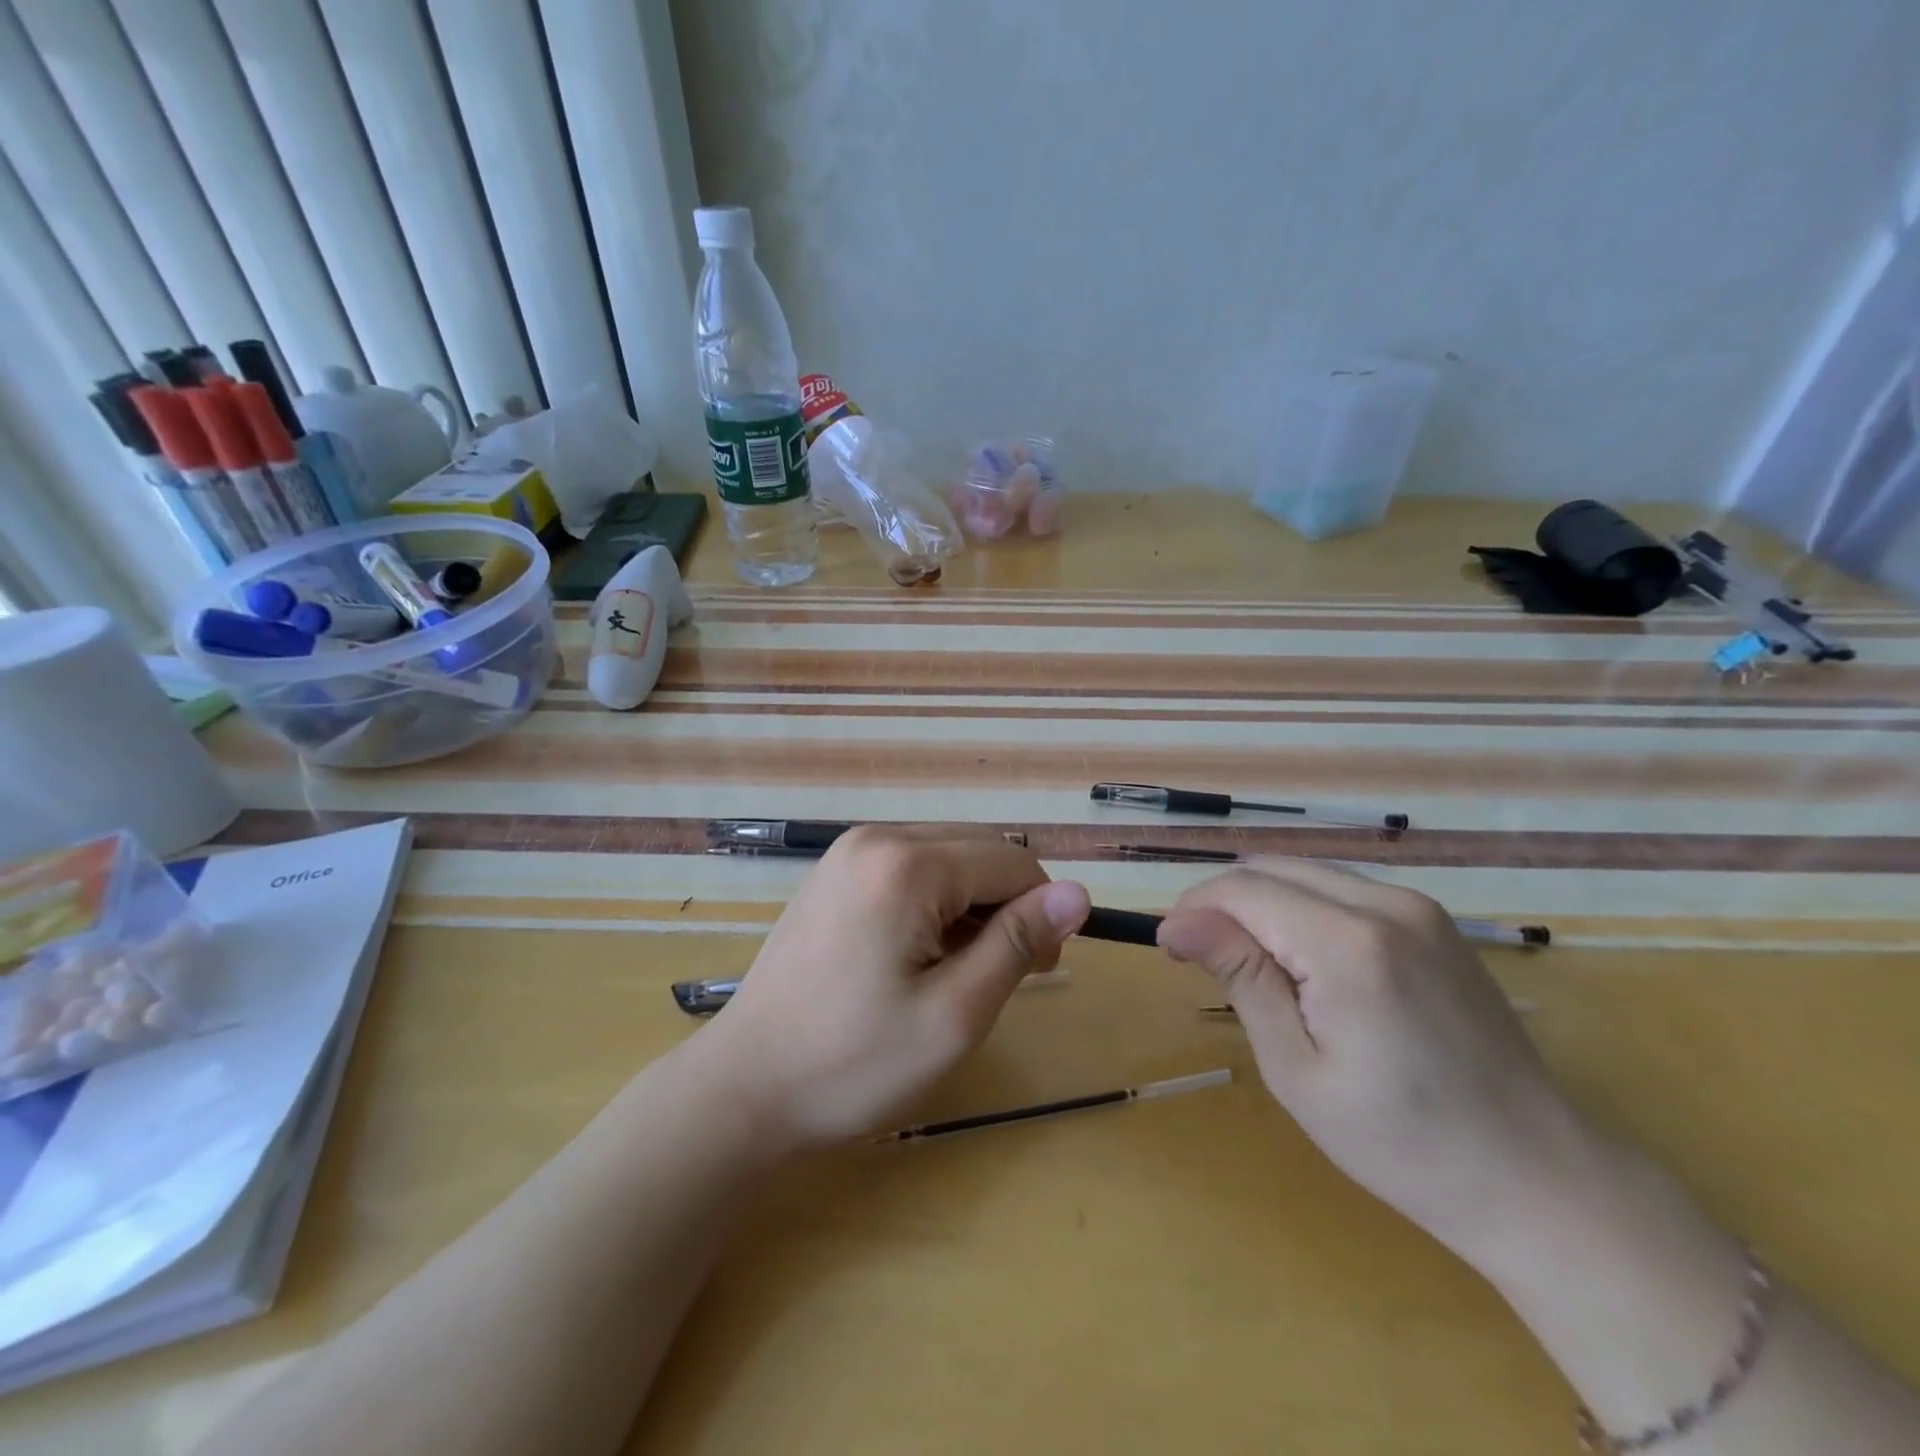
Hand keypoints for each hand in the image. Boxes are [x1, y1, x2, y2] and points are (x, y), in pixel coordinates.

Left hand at [695, 826, 1090, 1151]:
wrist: (744, 1086)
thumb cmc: (853, 1062)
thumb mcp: (954, 1013)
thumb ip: (1019, 943)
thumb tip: (1078, 894)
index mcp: (908, 864)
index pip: (1012, 863)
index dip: (1042, 913)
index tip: (1040, 971)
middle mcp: (877, 837)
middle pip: (979, 850)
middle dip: (1007, 905)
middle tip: (1000, 976)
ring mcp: (848, 851)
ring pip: (947, 856)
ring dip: (971, 904)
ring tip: (956, 971)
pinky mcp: (834, 872)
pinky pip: (910, 867)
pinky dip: (935, 901)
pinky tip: (918, 953)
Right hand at [1157, 860, 1597, 1268]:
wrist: (1536, 1176)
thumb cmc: (1401, 1141)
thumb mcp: (1297, 1068)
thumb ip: (1241, 977)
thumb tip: (1178, 922)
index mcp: (1350, 944)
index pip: (1243, 889)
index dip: (1193, 908)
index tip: (1168, 948)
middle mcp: (1386, 903)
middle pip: (1270, 868)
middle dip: (1221, 902)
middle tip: (1199, 957)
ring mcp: (1417, 906)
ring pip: (1303, 871)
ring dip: (1259, 902)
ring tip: (1246, 961)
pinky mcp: (1432, 919)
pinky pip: (1341, 888)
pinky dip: (1300, 907)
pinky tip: (1300, 959)